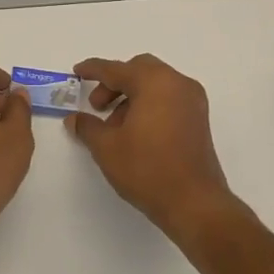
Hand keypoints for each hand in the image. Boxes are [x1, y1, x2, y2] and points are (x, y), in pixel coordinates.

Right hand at [67, 55, 241, 242]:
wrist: (194, 203)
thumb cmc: (147, 169)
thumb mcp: (106, 147)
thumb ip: (87, 126)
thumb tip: (74, 118)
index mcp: (154, 82)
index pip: (116, 69)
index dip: (93, 70)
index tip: (77, 72)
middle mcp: (177, 83)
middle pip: (139, 70)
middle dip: (114, 83)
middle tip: (97, 106)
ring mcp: (193, 101)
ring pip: (155, 84)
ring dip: (131, 96)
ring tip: (114, 126)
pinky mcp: (199, 119)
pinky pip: (168, 99)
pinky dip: (149, 105)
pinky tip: (135, 132)